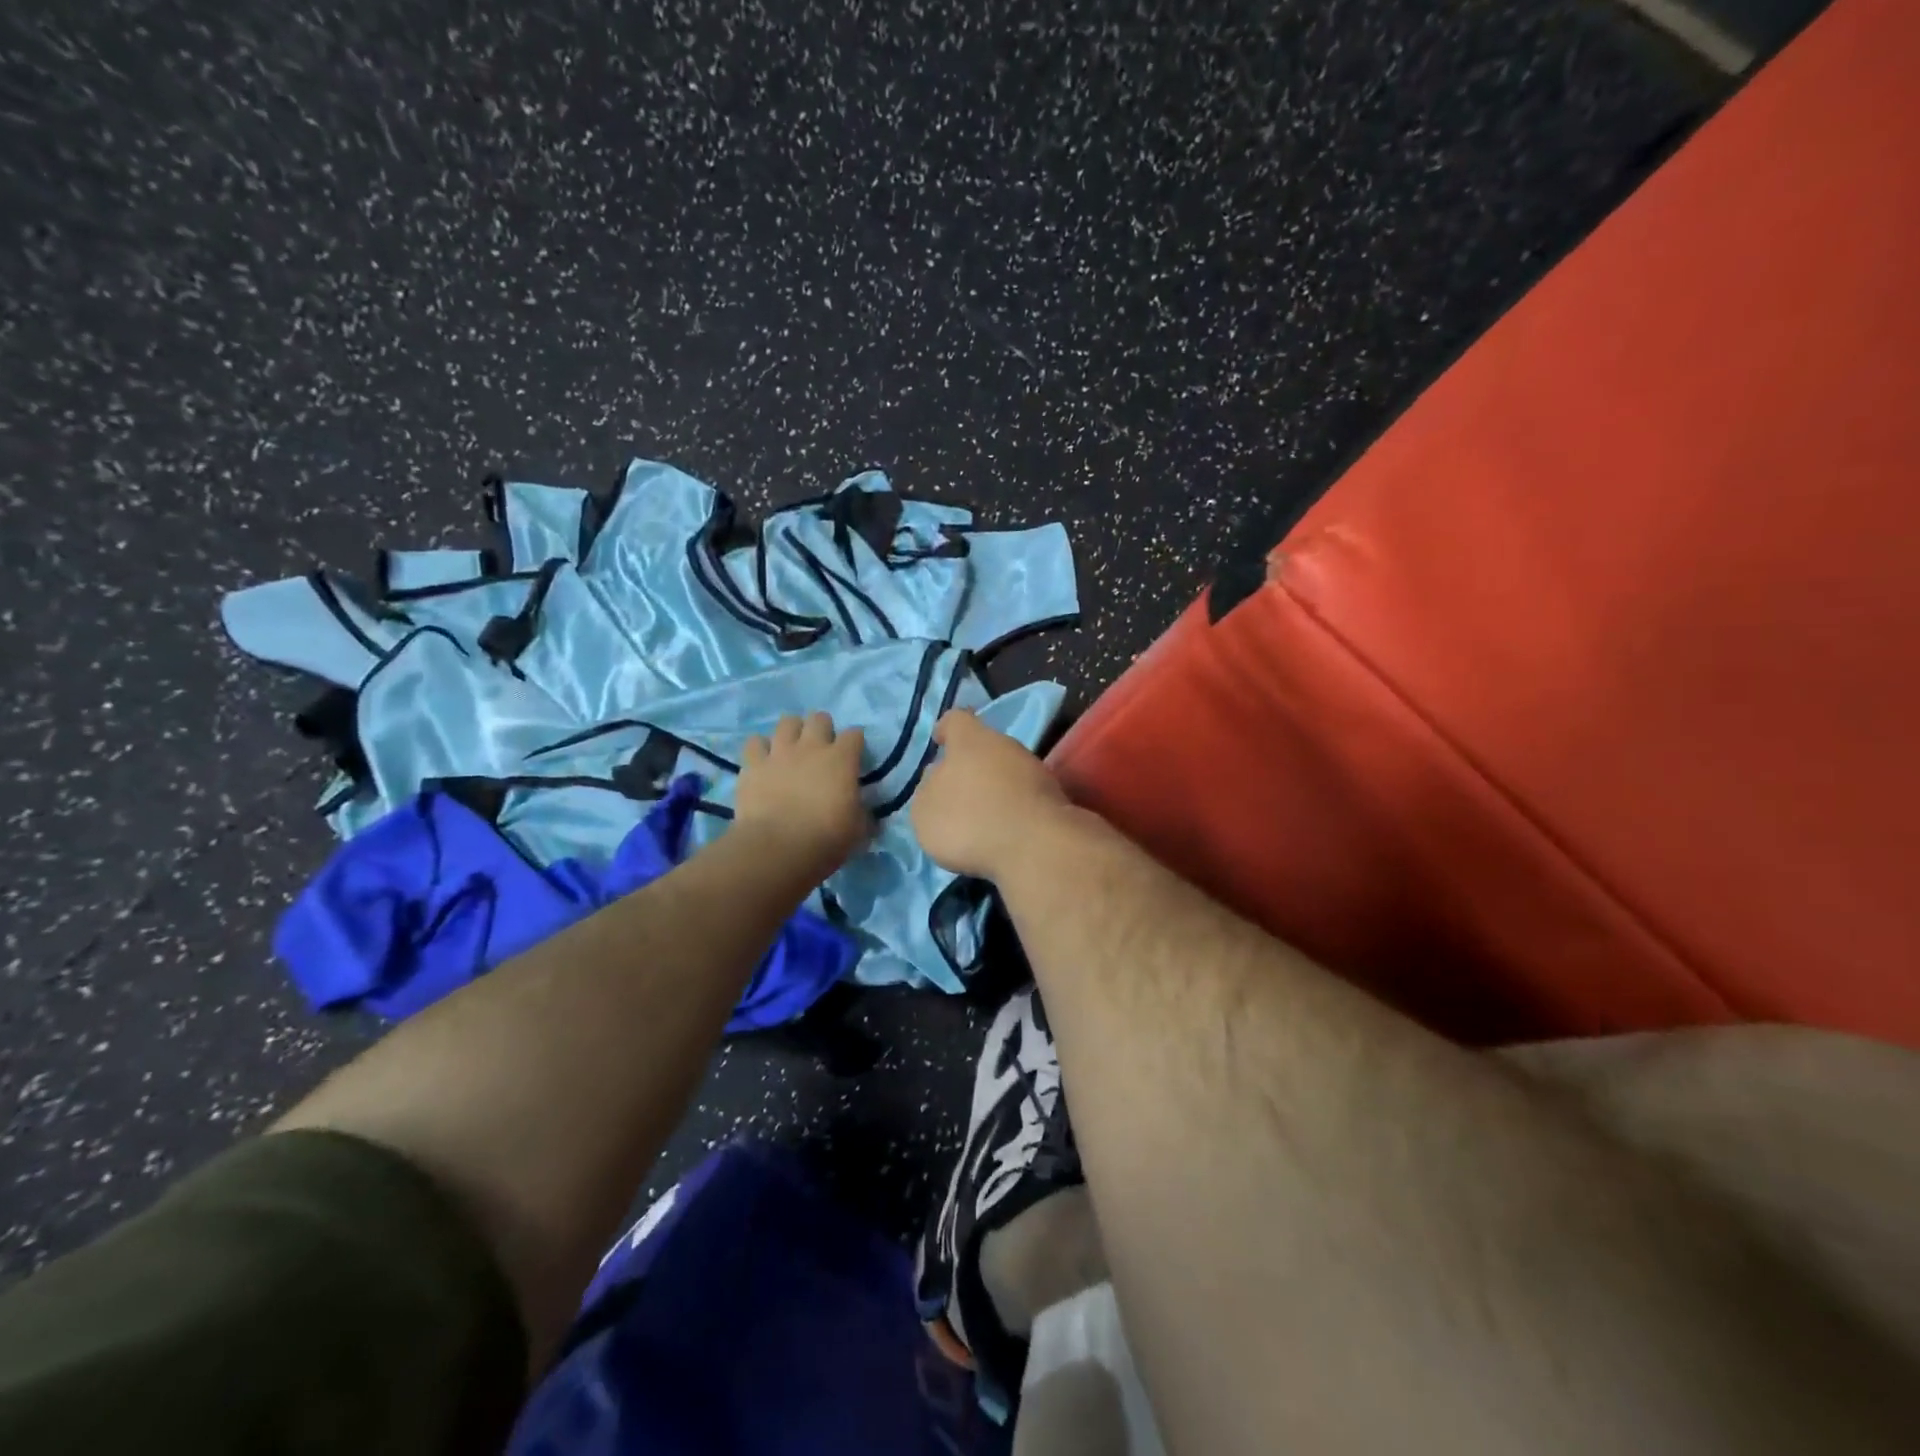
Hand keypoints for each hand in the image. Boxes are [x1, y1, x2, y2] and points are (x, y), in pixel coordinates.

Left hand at [735, 713, 870, 877]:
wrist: (778, 848)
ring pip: (787, 722)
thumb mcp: (858, 830)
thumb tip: (866, 813)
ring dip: (792, 732)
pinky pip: (755, 743)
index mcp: (842, 759)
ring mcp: (780, 752)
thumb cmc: (826, 839)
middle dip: (823, 729)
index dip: (855, 743)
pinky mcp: (753, 764)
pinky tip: (763, 760)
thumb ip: (863, 814)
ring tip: (792, 748)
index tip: (854, 756)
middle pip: (819, 719)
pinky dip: (760, 748)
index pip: (854, 735)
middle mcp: (811, 747)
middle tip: (822, 749)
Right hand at [911, 709, 1074, 879]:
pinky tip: (1002, 833)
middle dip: (971, 767)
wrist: (1036, 847)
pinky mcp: (1054, 798)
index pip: (956, 720)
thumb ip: (928, 789)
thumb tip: (938, 777)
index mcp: (970, 740)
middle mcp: (1005, 745)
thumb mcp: (925, 810)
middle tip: (956, 794)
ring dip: (994, 790)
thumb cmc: (969, 821)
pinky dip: (1013, 810)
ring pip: (1007, 773)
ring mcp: (1035, 770)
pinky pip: (1024, 798)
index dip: (945, 730)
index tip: (939, 742)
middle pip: (984, 748)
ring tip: (979, 820)